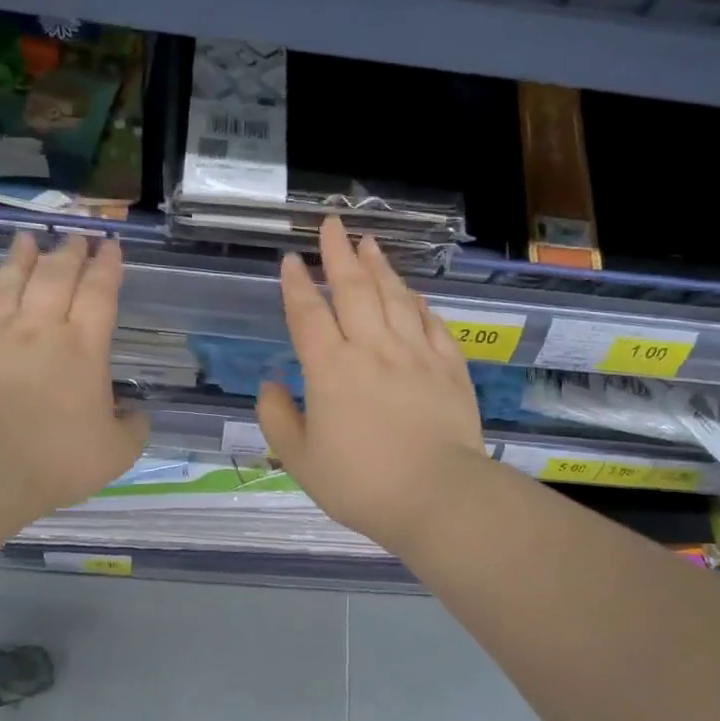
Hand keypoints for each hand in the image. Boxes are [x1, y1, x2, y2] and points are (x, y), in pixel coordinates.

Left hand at [0, 232, 148, 521]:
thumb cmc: (58, 456)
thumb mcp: (116, 452)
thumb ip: (132, 429)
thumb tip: (137, 415)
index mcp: (83, 347)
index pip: (99, 294)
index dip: (107, 266)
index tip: (111, 245)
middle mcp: (38, 330)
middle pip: (54, 278)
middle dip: (68, 253)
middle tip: (75, 235)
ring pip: (5, 287)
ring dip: (17, 261)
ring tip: (25, 239)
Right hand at [258, 216, 488, 553]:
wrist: (437, 496)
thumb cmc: (361, 484)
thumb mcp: (301, 462)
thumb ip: (278, 419)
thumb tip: (270, 385)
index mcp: (330, 369)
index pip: (308, 314)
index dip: (297, 284)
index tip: (292, 259)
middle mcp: (372, 349)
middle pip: (353, 291)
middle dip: (339, 254)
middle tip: (332, 224)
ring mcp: (415, 354)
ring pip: (394, 298)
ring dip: (379, 267)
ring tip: (370, 244)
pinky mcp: (450, 367)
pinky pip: (431, 323)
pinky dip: (419, 303)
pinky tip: (414, 293)